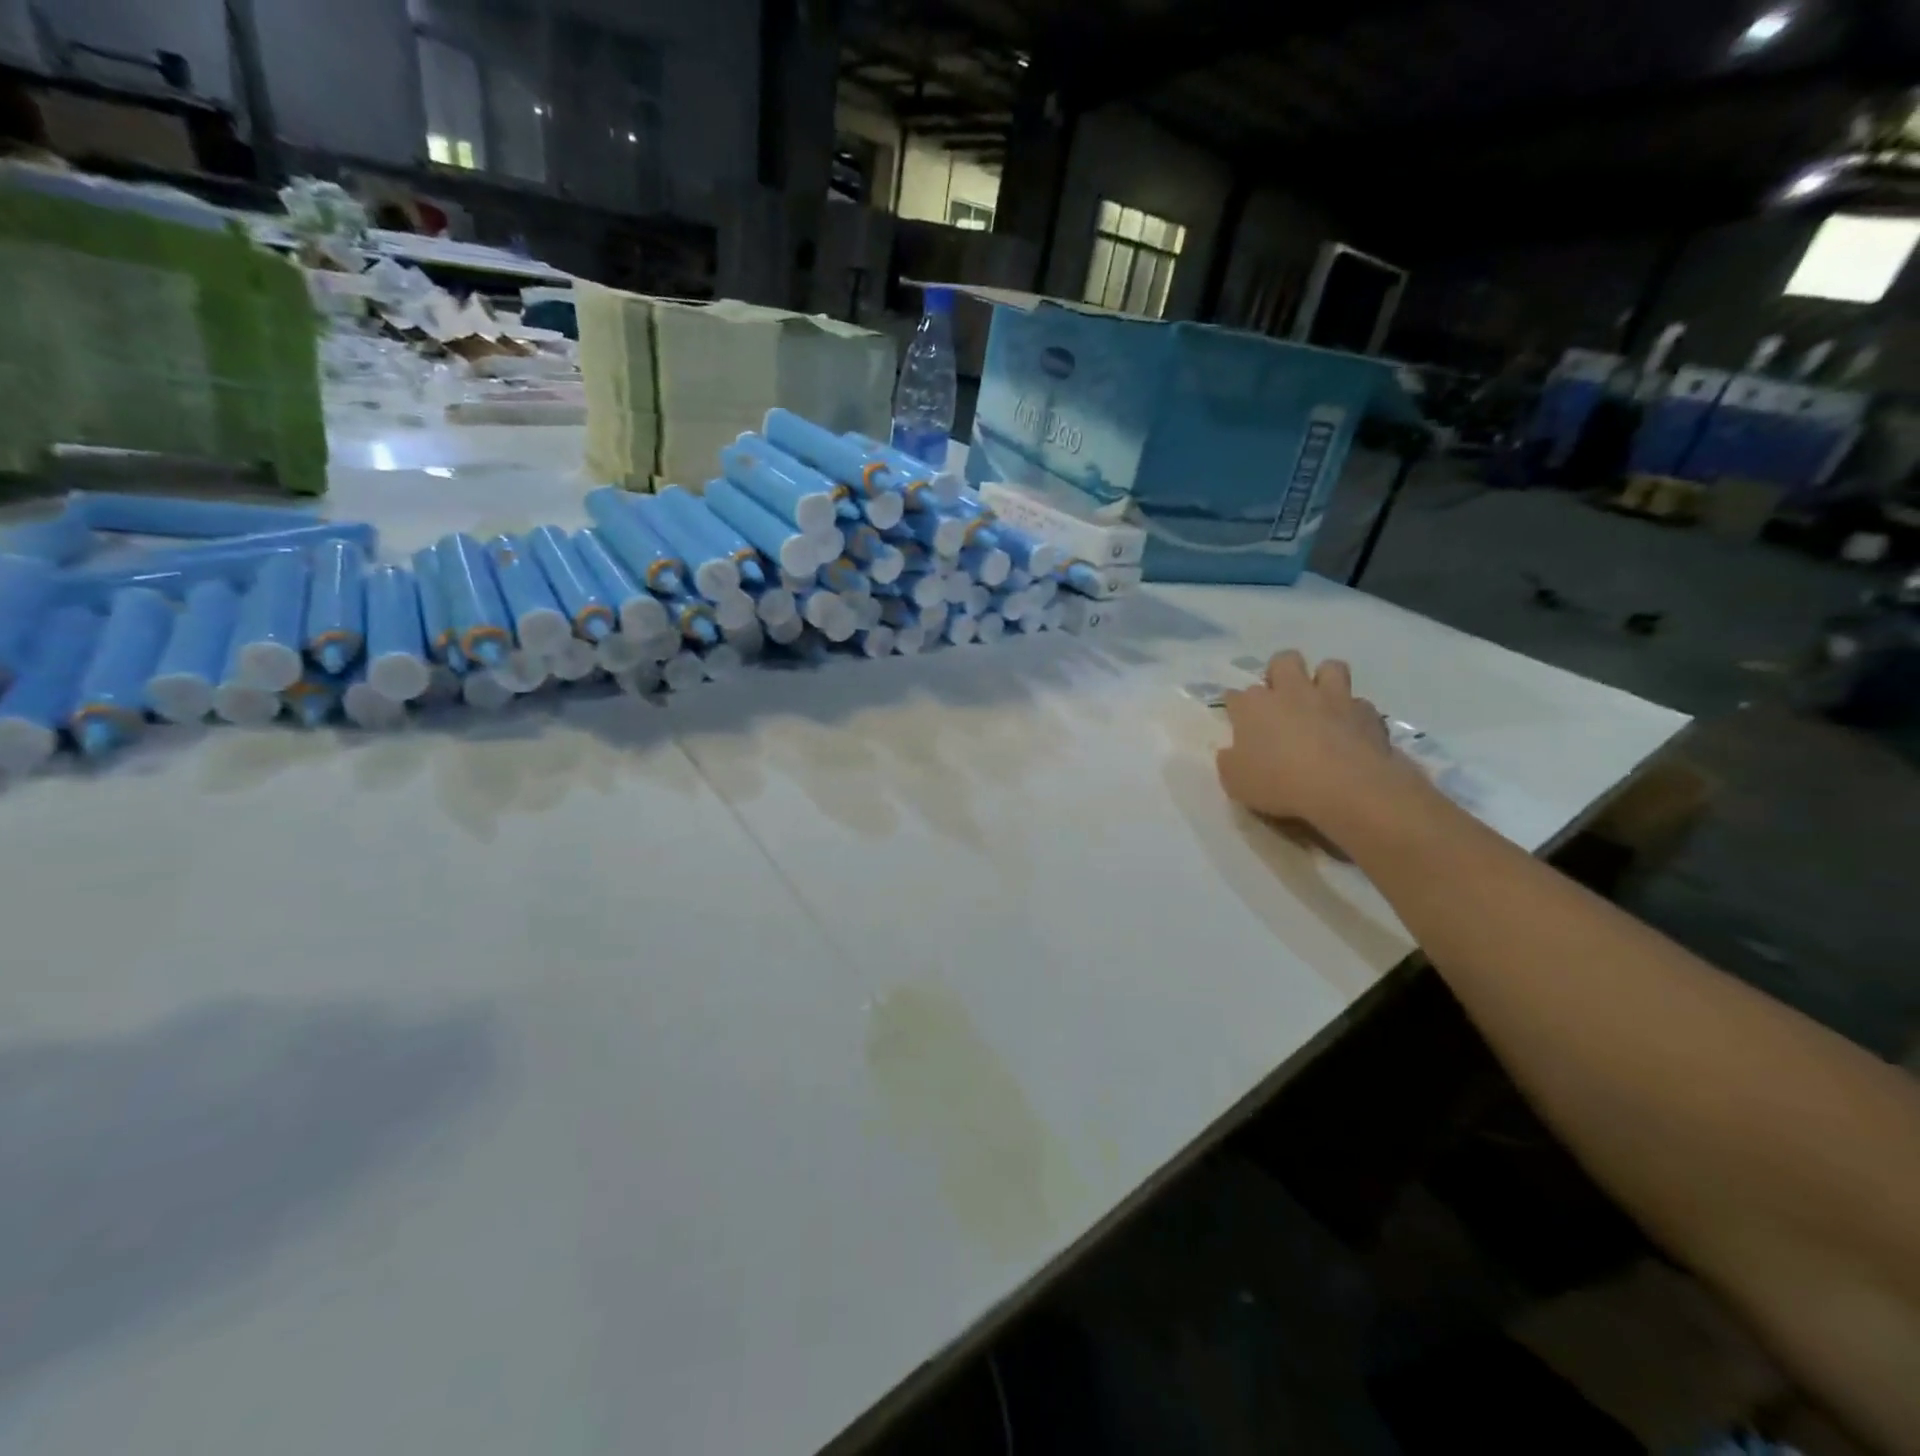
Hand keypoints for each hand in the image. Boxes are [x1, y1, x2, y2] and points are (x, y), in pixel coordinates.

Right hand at [1215, 651, 1431, 840]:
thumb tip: (1232, 753)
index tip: (1236, 719)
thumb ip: (1230, 761)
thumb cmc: (1280, 783)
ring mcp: (1333, 698)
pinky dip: (1353, 713)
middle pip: (1283, 661)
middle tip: (1280, 697)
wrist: (1347, 787)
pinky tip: (1351, 730)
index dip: (1235, 705)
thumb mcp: (1236, 782)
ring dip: (1324, 679)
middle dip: (1279, 672)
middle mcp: (1292, 692)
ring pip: (1330, 667)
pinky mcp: (1367, 713)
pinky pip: (1359, 703)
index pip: (1236, 695)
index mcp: (1254, 706)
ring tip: (1321, 701)